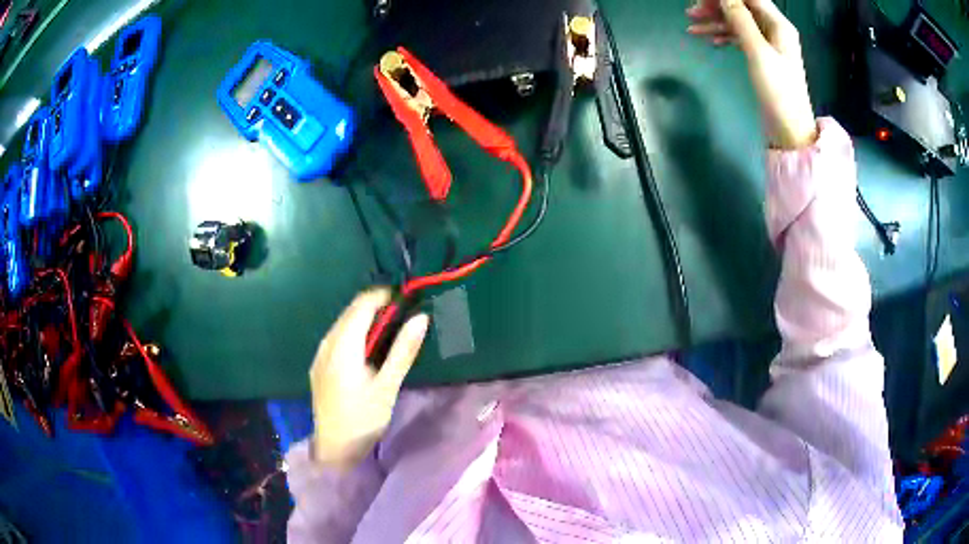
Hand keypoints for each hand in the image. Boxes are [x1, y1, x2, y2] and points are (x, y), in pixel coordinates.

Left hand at [308, 288, 428, 469]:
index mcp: (343, 345)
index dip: (383, 296)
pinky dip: (354, 333)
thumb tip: (421, 317)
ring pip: (343, 324)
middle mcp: (327, 343)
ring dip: (365, 320)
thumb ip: (403, 350)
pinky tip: (367, 350)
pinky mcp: (319, 365)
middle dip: (375, 306)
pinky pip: (337, 337)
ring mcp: (320, 354)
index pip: (361, 305)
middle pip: (350, 312)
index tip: (406, 299)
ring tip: (389, 331)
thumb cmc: (363, 418)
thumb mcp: (387, 386)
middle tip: (402, 315)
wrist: (333, 448)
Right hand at [688, 0, 817, 148]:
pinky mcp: (763, 57)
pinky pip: (740, 37)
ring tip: (692, 26)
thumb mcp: (758, 53)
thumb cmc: (778, 91)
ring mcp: (769, 44)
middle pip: (741, 7)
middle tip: (691, 11)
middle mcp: (774, 30)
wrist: (790, 130)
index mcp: (778, 25)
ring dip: (716, 22)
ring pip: (738, 22)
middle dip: (717, 6)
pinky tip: (710, 41)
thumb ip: (740, 20)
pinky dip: (724, 36)